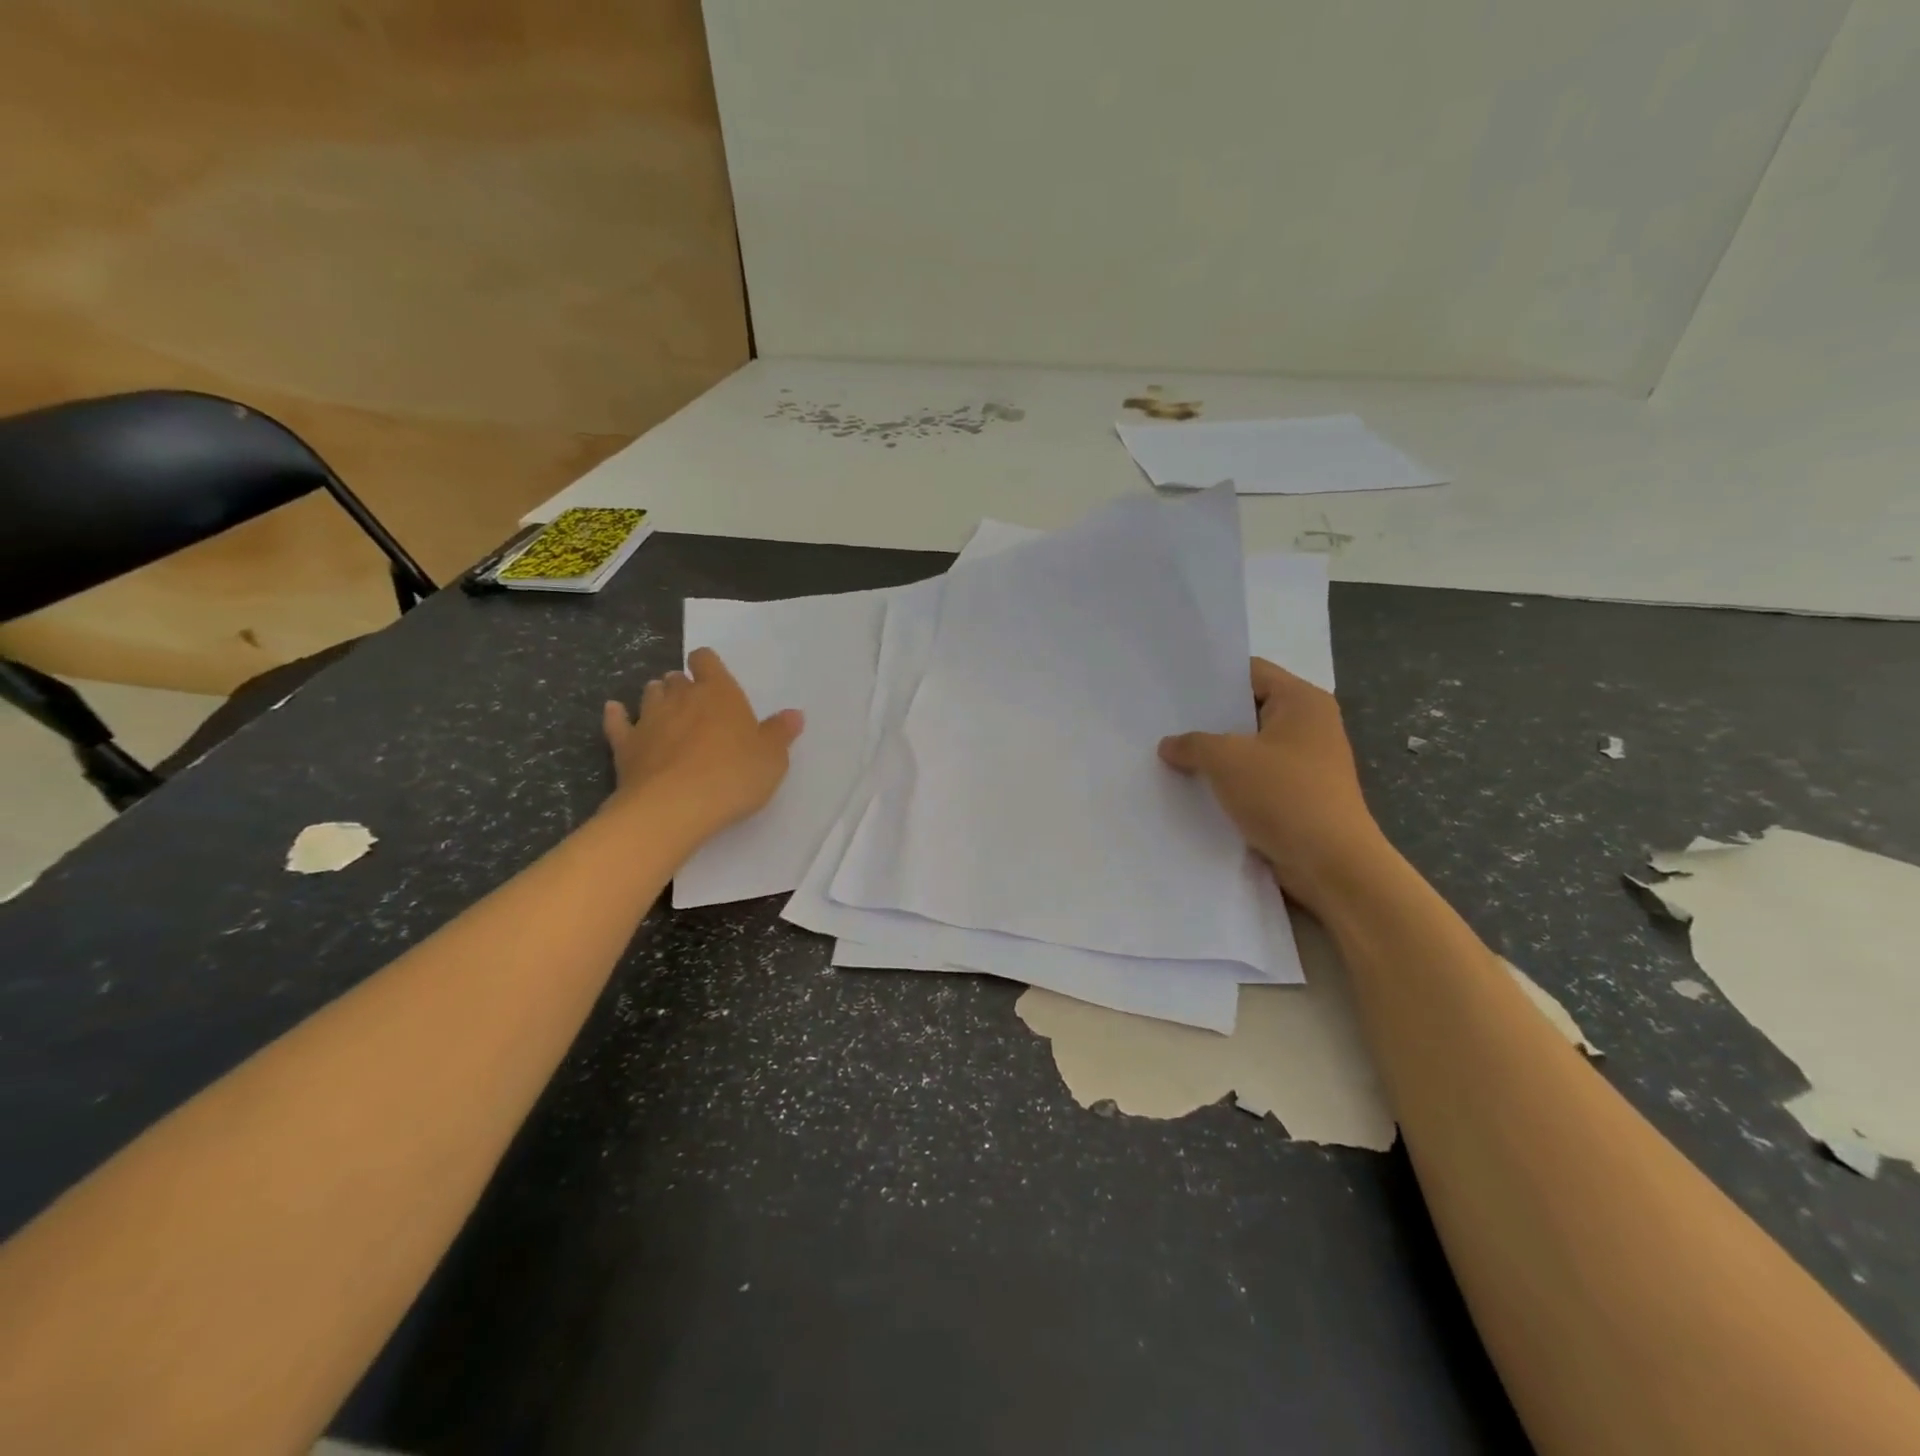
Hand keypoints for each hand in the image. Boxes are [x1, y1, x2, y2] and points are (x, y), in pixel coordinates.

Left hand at [602, 647, 803, 840]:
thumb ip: (780, 733)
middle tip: (695, 704)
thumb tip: (794, 714)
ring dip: (657, 697)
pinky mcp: (625, 745)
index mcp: (719, 693)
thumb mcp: (772, 758)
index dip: (707, 665)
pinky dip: (617, 715)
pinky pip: (617, 722)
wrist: (674, 807)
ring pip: (650, 695)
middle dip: (683, 686)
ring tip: (665, 710)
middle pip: (677, 679)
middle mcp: (681, 697)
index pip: (707, 661)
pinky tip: (616, 712)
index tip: (712, 677)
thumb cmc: (733, 776)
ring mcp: (649, 719)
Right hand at [1160, 658, 1386, 915]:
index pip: (1251, 672)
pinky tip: (1195, 788)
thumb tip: (1169, 745)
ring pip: (1250, 747)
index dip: (1213, 678)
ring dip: (1216, 754)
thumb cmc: (1284, 795)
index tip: (1174, 688)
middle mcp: (1309, 725)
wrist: (1332, 864)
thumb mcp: (1227, 760)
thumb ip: (1193, 744)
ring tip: (1171, 754)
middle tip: (1163, 721)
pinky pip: (1256, 777)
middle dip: (1209, 719)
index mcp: (1302, 701)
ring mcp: (1305, 762)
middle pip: (1248, 710)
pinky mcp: (1298, 795)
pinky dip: (1230, 781)